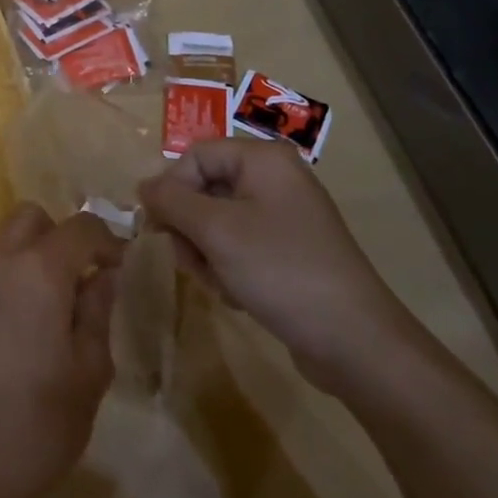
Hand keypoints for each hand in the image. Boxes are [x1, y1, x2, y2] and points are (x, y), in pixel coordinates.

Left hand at [0, 204, 123, 497]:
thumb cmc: (37, 427)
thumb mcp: (89, 374)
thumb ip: (98, 312)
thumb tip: (103, 275)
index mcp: (38, 272)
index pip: (80, 226)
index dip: (105, 239)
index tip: (117, 265)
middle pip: (29, 219)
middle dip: (57, 237)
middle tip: (74, 282)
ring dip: (23, 268)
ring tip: (35, 323)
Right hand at [138, 139, 423, 396]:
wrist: (354, 341)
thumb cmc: (280, 270)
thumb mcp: (215, 231)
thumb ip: (171, 201)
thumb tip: (142, 186)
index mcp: (263, 159)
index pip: (195, 156)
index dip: (171, 188)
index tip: (160, 228)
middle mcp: (275, 178)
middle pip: (205, 188)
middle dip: (190, 227)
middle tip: (190, 261)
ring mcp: (285, 215)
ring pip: (217, 221)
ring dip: (206, 252)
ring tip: (221, 283)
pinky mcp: (289, 249)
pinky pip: (240, 244)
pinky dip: (229, 267)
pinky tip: (239, 294)